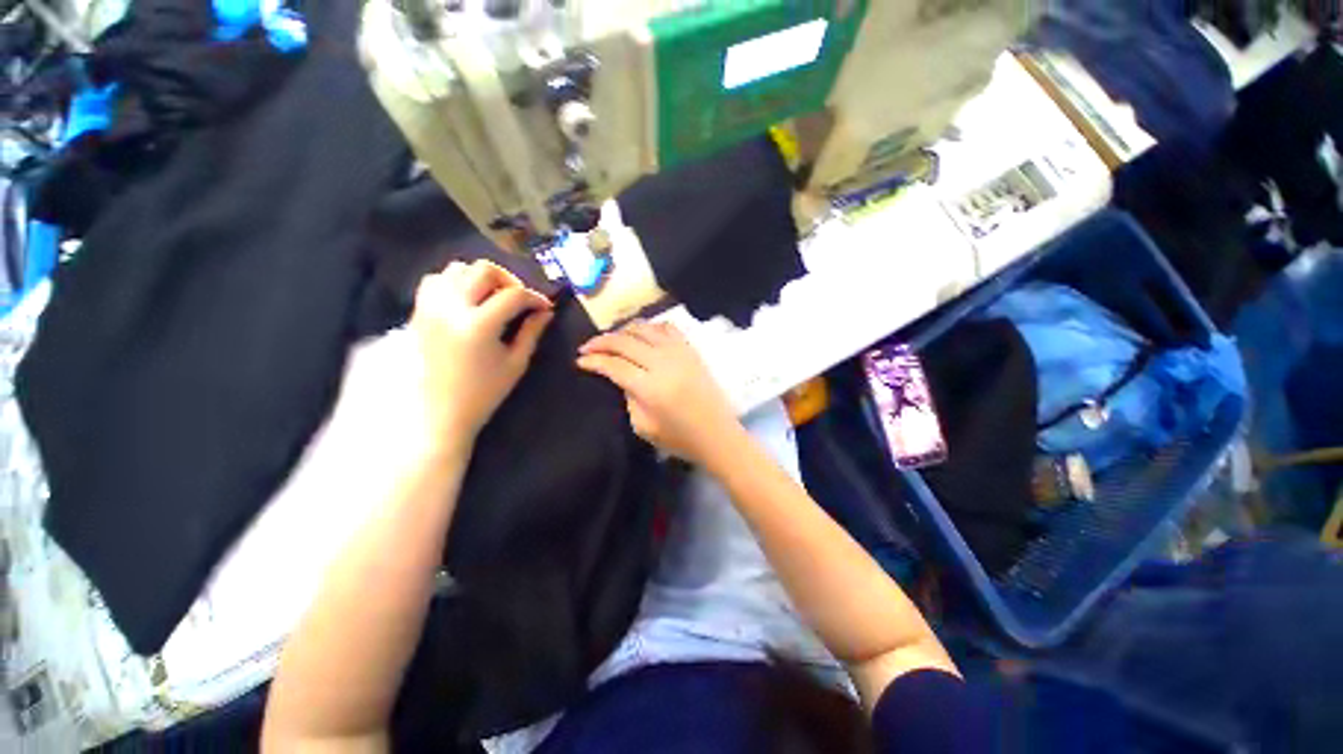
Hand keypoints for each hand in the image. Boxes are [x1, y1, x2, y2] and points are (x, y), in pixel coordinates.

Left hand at [411, 260, 552, 450]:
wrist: (439, 413)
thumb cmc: (484, 393)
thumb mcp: (516, 363)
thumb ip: (532, 332)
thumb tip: (546, 311)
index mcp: (479, 325)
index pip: (513, 295)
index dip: (535, 297)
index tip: (545, 306)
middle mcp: (451, 308)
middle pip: (484, 270)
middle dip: (510, 280)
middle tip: (520, 300)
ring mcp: (430, 307)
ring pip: (457, 269)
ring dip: (482, 278)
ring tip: (494, 297)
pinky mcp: (419, 312)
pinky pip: (436, 280)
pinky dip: (455, 282)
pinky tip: (468, 299)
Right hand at [577, 321, 741, 464]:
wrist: (717, 434)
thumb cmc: (679, 438)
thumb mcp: (643, 426)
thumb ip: (628, 397)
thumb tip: (620, 376)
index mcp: (649, 387)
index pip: (614, 364)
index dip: (593, 360)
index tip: (579, 360)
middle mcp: (663, 363)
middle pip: (625, 341)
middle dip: (601, 341)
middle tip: (587, 347)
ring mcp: (679, 352)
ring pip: (644, 329)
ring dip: (623, 331)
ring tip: (612, 340)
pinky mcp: (691, 350)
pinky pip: (667, 328)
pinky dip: (650, 327)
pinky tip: (642, 335)